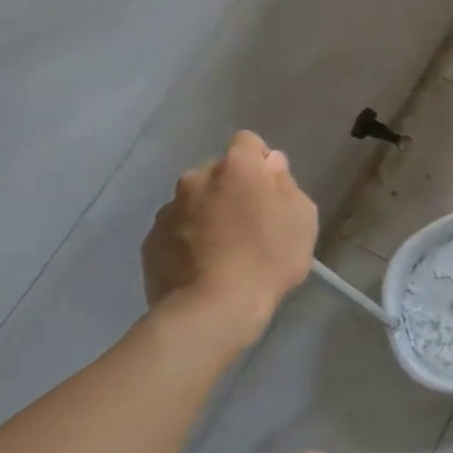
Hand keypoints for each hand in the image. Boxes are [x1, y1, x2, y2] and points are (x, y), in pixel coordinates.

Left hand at [141, 132, 318, 351]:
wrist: (211, 310)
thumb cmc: (268, 259)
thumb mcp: (302, 218)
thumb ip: (286, 184)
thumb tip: (270, 167)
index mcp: (236, 167)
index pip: (248, 142)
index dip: (260, 162)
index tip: (270, 190)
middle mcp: (196, 178)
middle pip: (218, 173)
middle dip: (232, 189)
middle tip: (249, 223)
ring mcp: (168, 210)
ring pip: (194, 201)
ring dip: (207, 213)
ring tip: (223, 250)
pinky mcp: (150, 241)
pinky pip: (175, 230)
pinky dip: (188, 240)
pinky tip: (202, 267)